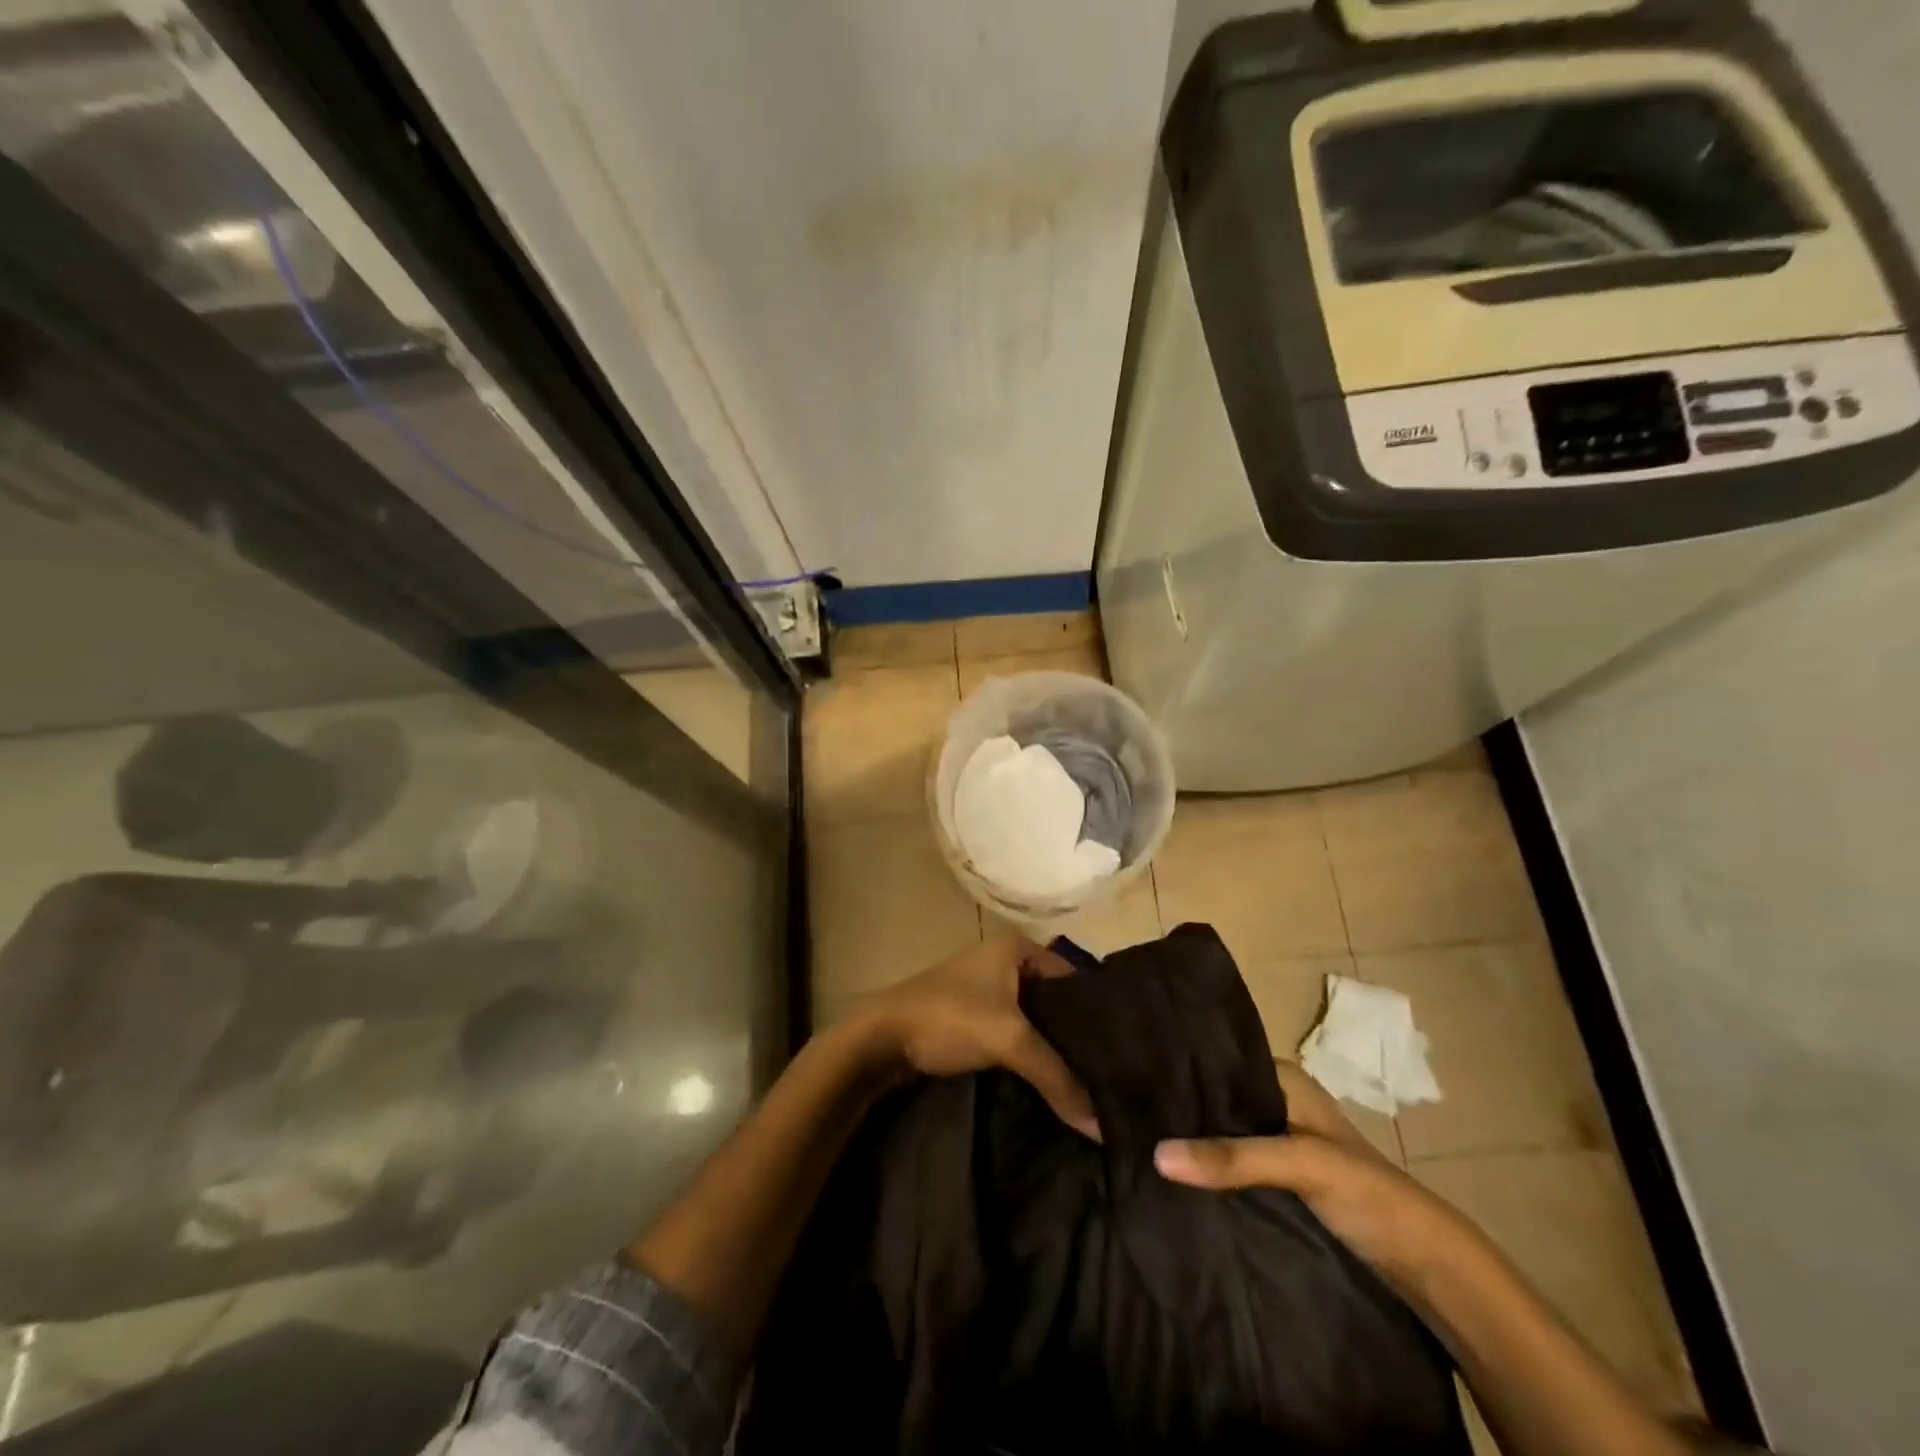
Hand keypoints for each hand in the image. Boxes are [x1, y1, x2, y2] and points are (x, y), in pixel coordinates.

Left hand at [852, 935, 1099, 1140]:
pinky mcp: (974, 1017)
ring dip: (1055, 1050)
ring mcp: (988, 989)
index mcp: (1017, 948)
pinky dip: (1033, 1056)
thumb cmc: (949, 1018)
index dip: (1099, 1013)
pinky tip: (1055, 1084)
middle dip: (1078, 1037)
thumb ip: (1057, 1077)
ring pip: (1036, 1021)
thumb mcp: (1009, 1040)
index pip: (1076, 978)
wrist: (880, 1037)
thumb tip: (1102, 1128)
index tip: (1128, 1051)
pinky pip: (1016, 1034)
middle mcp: (1005, 961)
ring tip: (1094, 1086)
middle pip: (1056, 1001)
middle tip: (1115, 1074)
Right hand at [1154, 1063, 1466, 1284]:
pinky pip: (1225, 1160)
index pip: (1215, 1059)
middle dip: (1173, 1101)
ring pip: (1216, 1128)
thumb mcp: (1301, 1163)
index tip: (1126, 1068)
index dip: (1175, 1064)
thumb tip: (1155, 1154)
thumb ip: (1233, 1157)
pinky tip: (1164, 1165)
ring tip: (1128, 1130)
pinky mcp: (1273, 1176)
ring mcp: (1273, 1139)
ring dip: (1185, 1134)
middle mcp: (1273, 1099)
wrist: (1425, 1264)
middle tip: (1118, 1102)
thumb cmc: (1368, 1191)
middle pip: (1212, 1095)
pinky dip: (1200, 1162)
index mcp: (1281, 1076)